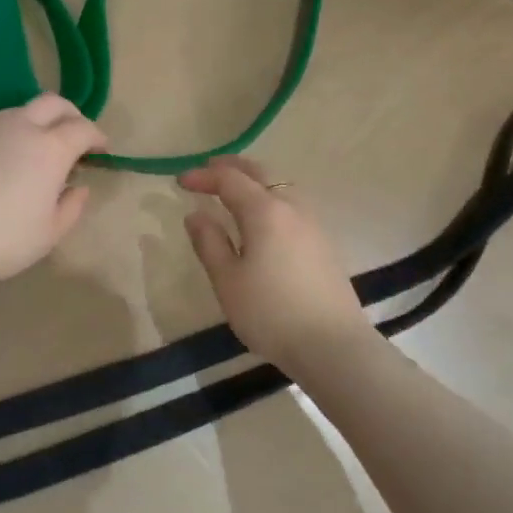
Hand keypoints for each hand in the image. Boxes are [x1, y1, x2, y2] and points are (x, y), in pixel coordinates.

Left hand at [0, 94, 106, 287]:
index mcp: (49, 148)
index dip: (97, 136)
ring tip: (36, 151)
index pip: (83, 128)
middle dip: (70, 114)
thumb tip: (79, 188)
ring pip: (18, 113)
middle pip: (52, 103)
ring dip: (35, 124)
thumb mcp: (50, 233)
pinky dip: (5, 142)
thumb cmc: (4, 239)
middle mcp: (19, 129)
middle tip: (75, 134)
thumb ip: (72, 207)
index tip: (102, 149)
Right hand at [179, 156, 372, 368]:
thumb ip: (210, 243)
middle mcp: (291, 207)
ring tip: (235, 190)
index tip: (180, 181)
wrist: (332, 345)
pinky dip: (271, 197)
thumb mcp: (228, 281)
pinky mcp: (324, 242)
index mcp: (264, 211)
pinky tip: (264, 218)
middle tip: (208, 170)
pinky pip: (292, 204)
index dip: (203, 177)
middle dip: (232, 167)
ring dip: (255, 180)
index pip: (230, 180)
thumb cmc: (271, 313)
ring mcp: (313, 223)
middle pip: (260, 173)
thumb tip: (196, 214)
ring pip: (280, 186)